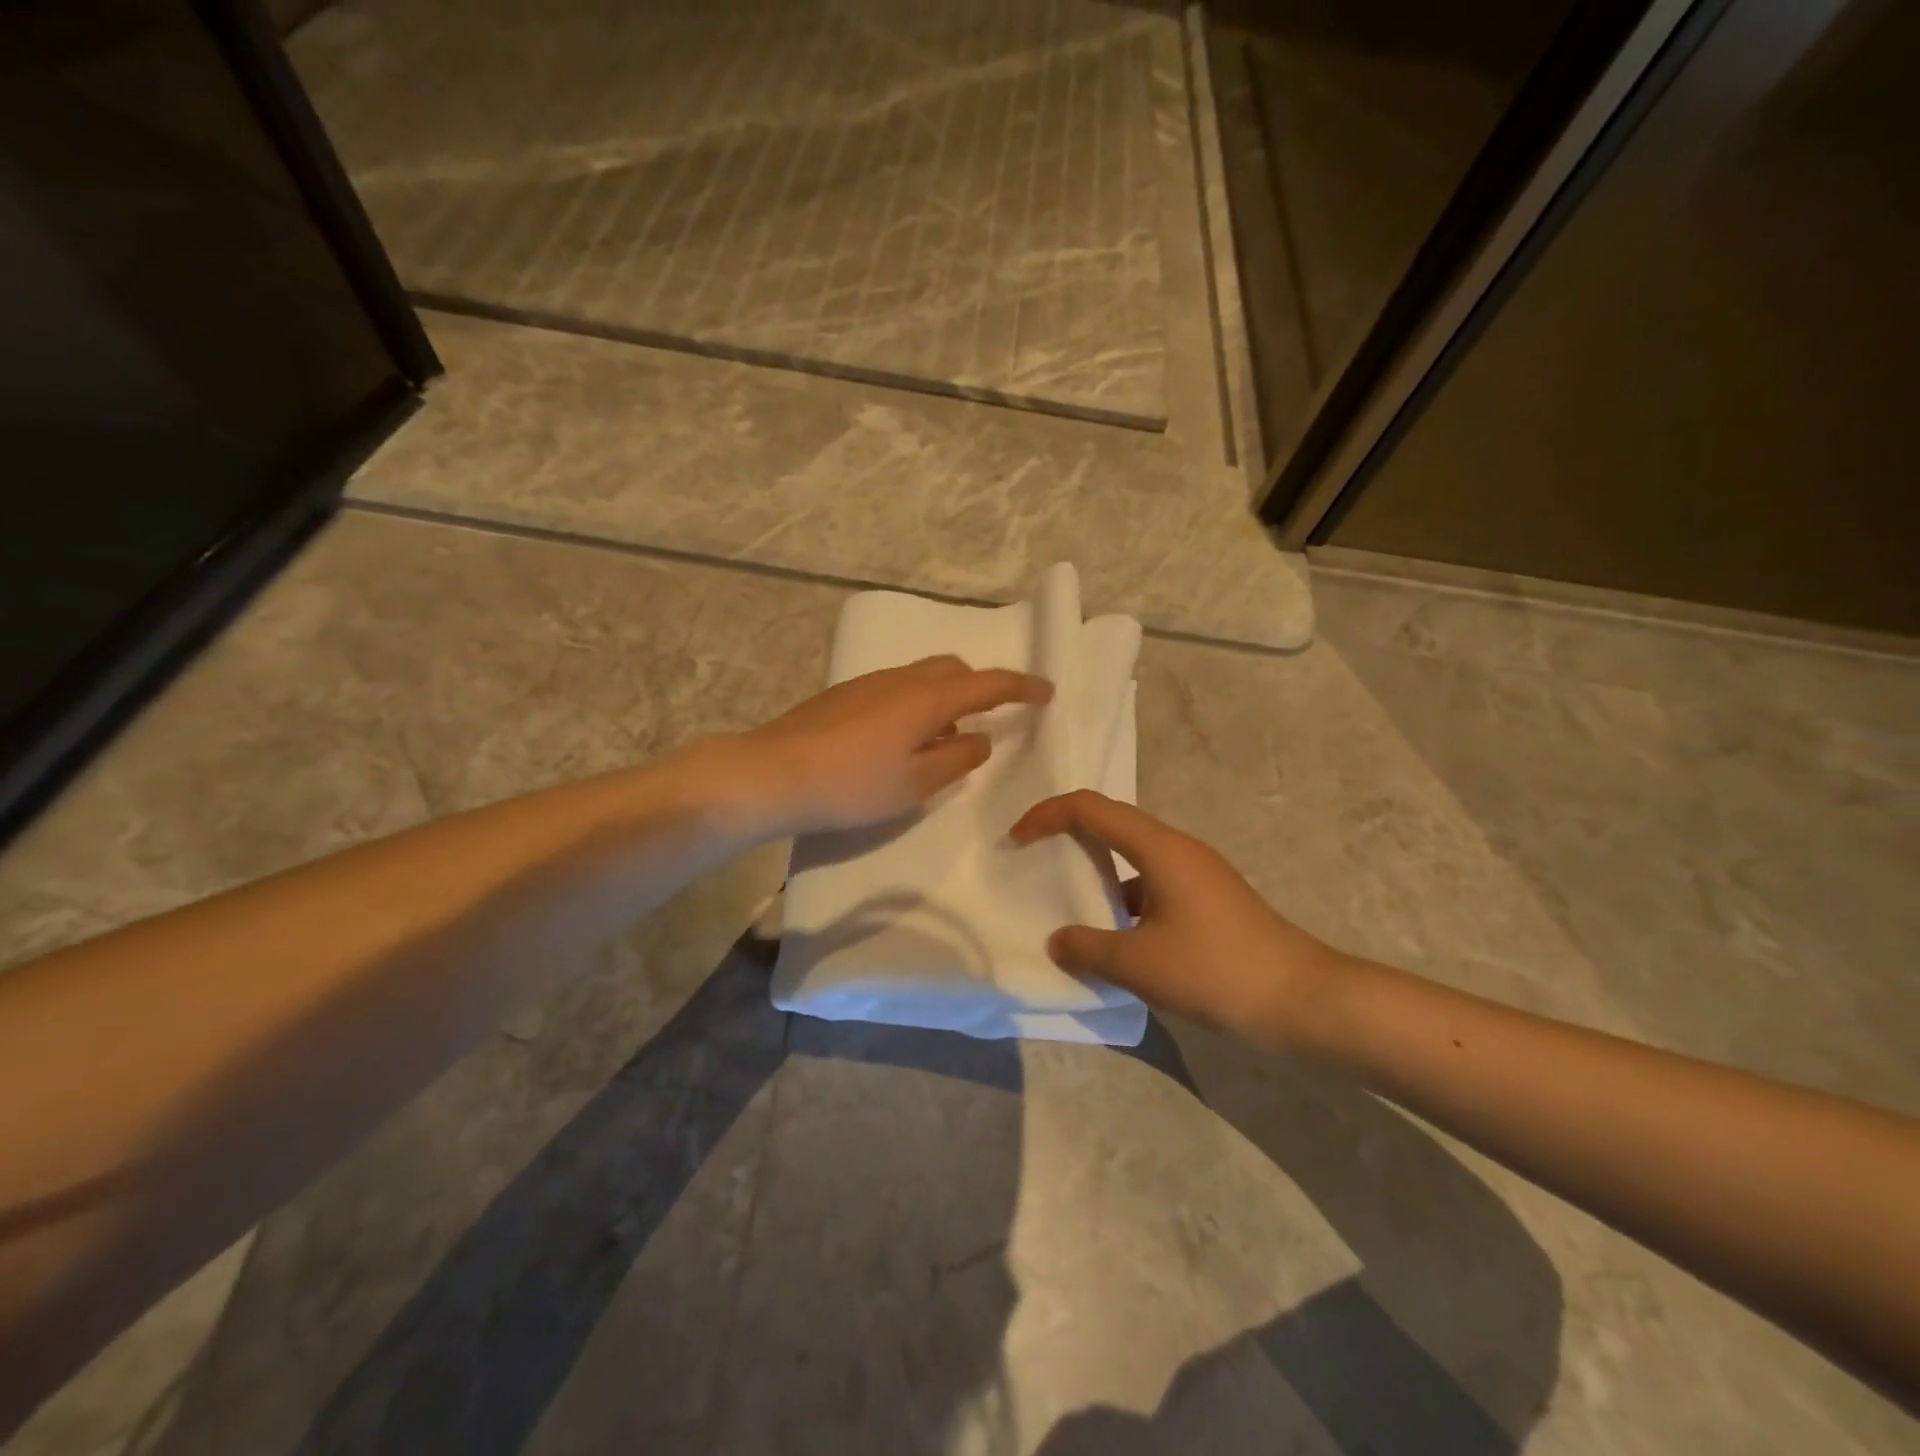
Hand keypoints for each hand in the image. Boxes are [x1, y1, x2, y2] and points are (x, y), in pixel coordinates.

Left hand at [739, 656, 1052, 835]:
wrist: (771, 774)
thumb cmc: (851, 785)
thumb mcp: (914, 784)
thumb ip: (955, 759)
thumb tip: (981, 738)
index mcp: (925, 698)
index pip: (987, 684)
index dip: (1020, 687)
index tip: (1046, 692)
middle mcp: (899, 679)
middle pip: (952, 670)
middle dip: (979, 687)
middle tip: (990, 717)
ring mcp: (866, 683)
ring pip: (921, 677)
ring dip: (944, 697)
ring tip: (943, 737)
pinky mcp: (842, 695)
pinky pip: (895, 688)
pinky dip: (915, 703)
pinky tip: (900, 739)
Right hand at [1009, 790, 1351, 1051]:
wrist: (1304, 1001)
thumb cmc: (1217, 970)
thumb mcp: (1140, 964)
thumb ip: (1088, 949)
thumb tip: (1057, 941)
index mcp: (1159, 848)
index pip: (1091, 808)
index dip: (1047, 814)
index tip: (1017, 840)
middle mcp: (1177, 849)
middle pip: (1111, 824)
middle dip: (1067, 837)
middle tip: (1033, 862)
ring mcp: (1197, 875)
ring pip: (1132, 858)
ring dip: (1096, 874)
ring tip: (1065, 905)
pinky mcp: (1208, 901)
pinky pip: (1151, 886)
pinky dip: (1122, 901)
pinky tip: (1112, 939)